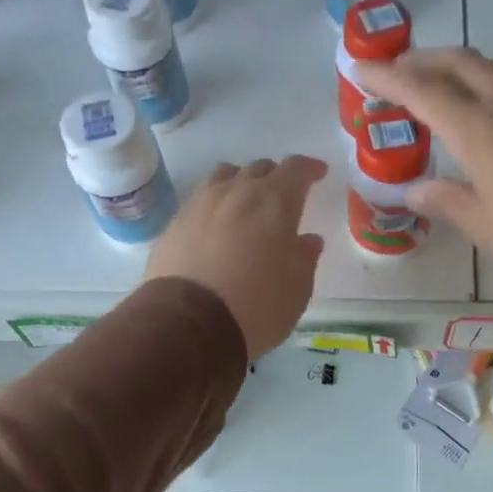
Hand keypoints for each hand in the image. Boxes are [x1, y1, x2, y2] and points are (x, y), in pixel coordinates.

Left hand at [145, 156, 326, 358]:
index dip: (309, 168)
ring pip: (225, 177)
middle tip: (283, 197)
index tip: (318, 173)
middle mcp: (237, 192)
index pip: (296, 168)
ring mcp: (201, 204)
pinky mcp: (175, 223)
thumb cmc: (257, 307)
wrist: (188, 323)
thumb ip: (305, 258)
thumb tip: (308, 240)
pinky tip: (216, 225)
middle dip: (275, 178)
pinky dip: (215, 205)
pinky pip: (201, 199)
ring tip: (246, 204)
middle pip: (259, 169)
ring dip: (241, 183)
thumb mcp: (297, 290)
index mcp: (275, 202)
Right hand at [359, 48, 492, 312]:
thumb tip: (415, 190)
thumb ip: (445, 201)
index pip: (423, 91)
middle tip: (399, 70)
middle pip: (460, 61)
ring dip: (463, 63)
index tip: (361, 67)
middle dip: (423, 59)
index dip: (388, 77)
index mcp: (479, 131)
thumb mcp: (484, 226)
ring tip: (447, 83)